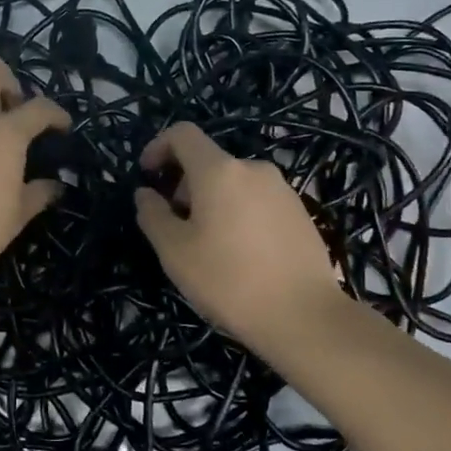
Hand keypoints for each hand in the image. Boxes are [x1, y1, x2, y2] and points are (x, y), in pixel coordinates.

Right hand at [134, 123, 346, 353]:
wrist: (304, 316)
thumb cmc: (229, 280)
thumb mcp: (175, 252)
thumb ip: (153, 215)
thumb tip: (146, 194)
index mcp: (219, 171)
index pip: (182, 134)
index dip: (158, 147)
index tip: (148, 177)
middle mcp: (253, 169)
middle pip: (208, 162)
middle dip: (184, 185)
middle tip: (176, 227)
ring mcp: (281, 189)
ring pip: (233, 183)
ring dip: (211, 202)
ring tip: (208, 246)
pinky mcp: (300, 212)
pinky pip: (256, 201)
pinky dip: (238, 213)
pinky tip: (240, 255)